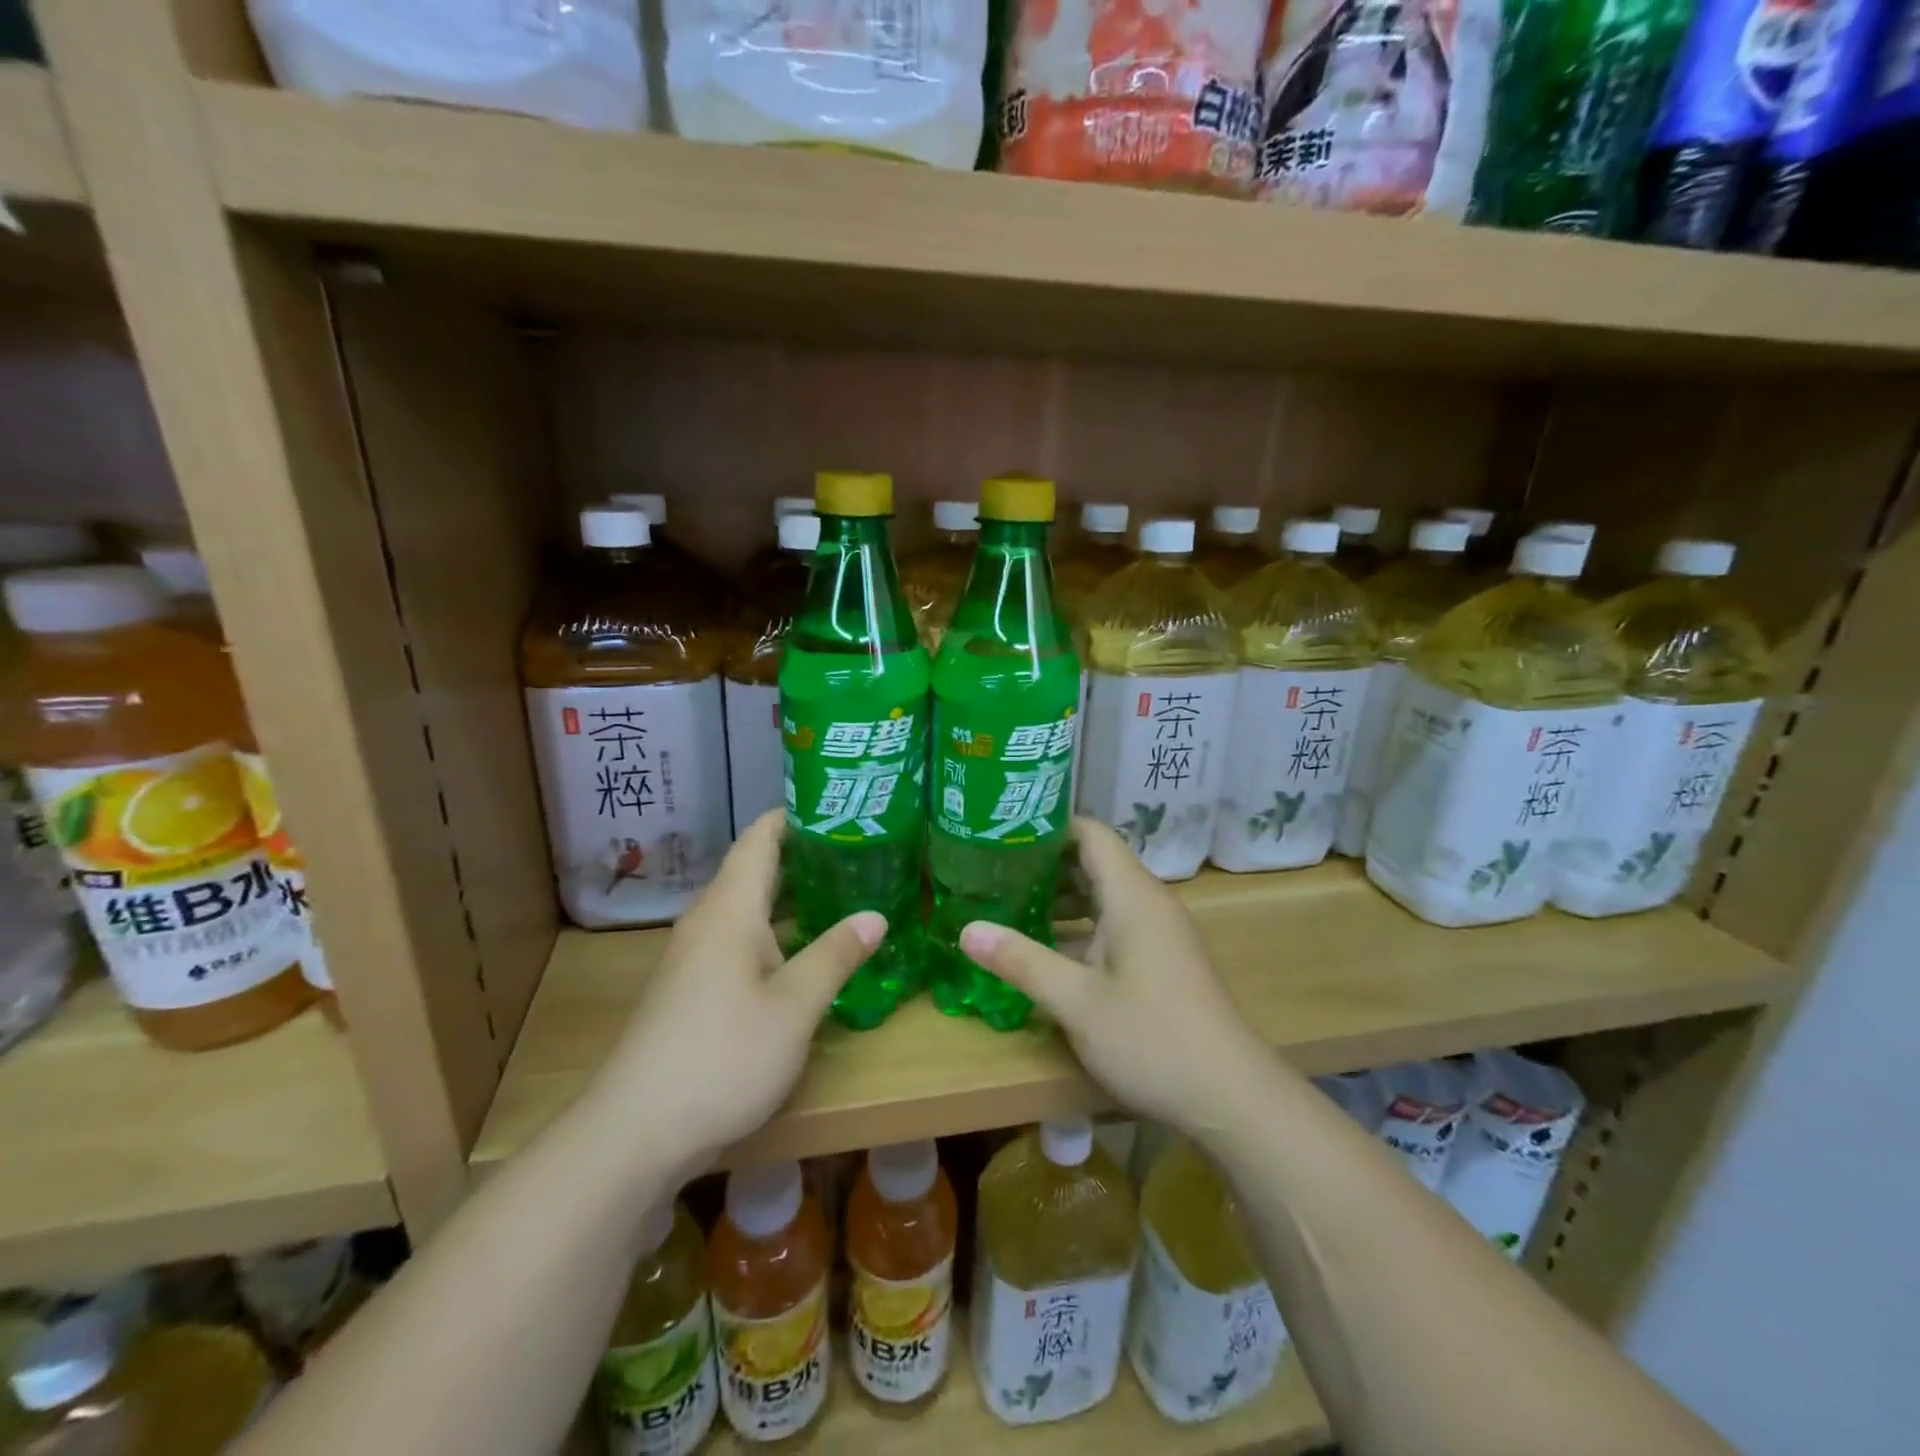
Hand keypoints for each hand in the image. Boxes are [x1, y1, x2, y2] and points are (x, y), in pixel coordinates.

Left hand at [589, 811, 883, 1170]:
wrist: (634, 1132)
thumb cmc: (721, 1056)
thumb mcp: (793, 1008)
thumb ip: (834, 956)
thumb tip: (875, 915)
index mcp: (731, 909)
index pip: (760, 838)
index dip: (794, 815)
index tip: (837, 803)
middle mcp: (709, 921)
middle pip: (755, 868)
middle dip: (804, 853)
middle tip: (858, 846)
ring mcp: (696, 956)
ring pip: (748, 907)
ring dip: (791, 893)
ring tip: (842, 887)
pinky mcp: (693, 988)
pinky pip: (740, 938)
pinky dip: (776, 929)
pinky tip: (804, 948)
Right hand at [960, 818, 1269, 1132]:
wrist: (1230, 1096)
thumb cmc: (1151, 1037)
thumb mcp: (1076, 1001)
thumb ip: (1021, 961)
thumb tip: (966, 929)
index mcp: (1131, 895)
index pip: (1090, 832)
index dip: (1049, 826)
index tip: (1003, 832)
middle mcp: (1148, 902)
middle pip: (1095, 861)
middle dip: (1046, 863)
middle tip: (993, 869)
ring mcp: (1159, 931)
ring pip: (1105, 895)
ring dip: (1062, 897)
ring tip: (1010, 904)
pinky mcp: (1163, 958)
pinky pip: (1116, 922)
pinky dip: (1082, 924)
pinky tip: (1049, 947)